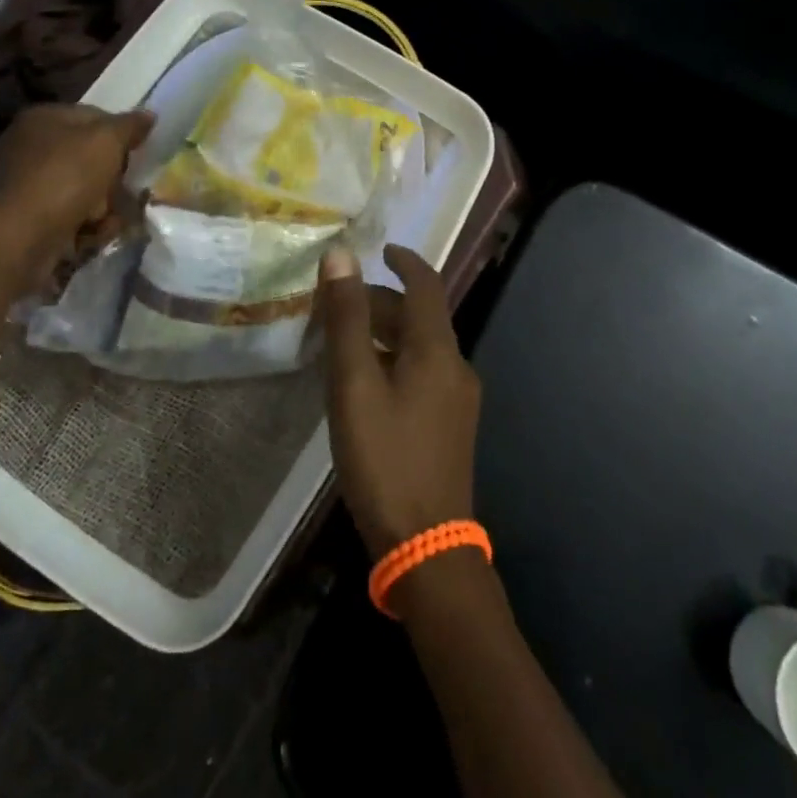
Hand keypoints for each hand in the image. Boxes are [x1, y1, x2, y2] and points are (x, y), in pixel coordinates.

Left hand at [0, 104, 153, 289]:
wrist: (16, 240)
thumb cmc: (63, 178)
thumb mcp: (106, 142)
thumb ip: (130, 126)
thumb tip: (149, 115)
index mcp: (43, 118)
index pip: (94, 116)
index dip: (120, 135)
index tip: (138, 155)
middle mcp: (28, 147)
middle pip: (89, 158)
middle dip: (111, 180)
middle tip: (122, 193)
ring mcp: (23, 186)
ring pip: (81, 191)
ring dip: (102, 209)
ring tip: (105, 222)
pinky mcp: (23, 221)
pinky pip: (66, 218)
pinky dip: (82, 228)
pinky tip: (89, 238)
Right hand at [319, 245, 480, 562]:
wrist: (428, 548)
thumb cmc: (385, 458)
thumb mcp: (355, 384)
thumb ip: (347, 318)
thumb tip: (341, 256)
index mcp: (437, 349)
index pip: (426, 284)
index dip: (404, 260)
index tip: (380, 249)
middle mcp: (456, 366)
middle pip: (421, 316)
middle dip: (382, 302)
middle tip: (338, 303)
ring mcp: (458, 399)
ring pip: (420, 346)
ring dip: (385, 333)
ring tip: (343, 341)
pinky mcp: (451, 425)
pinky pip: (422, 373)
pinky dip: (394, 360)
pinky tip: (365, 383)